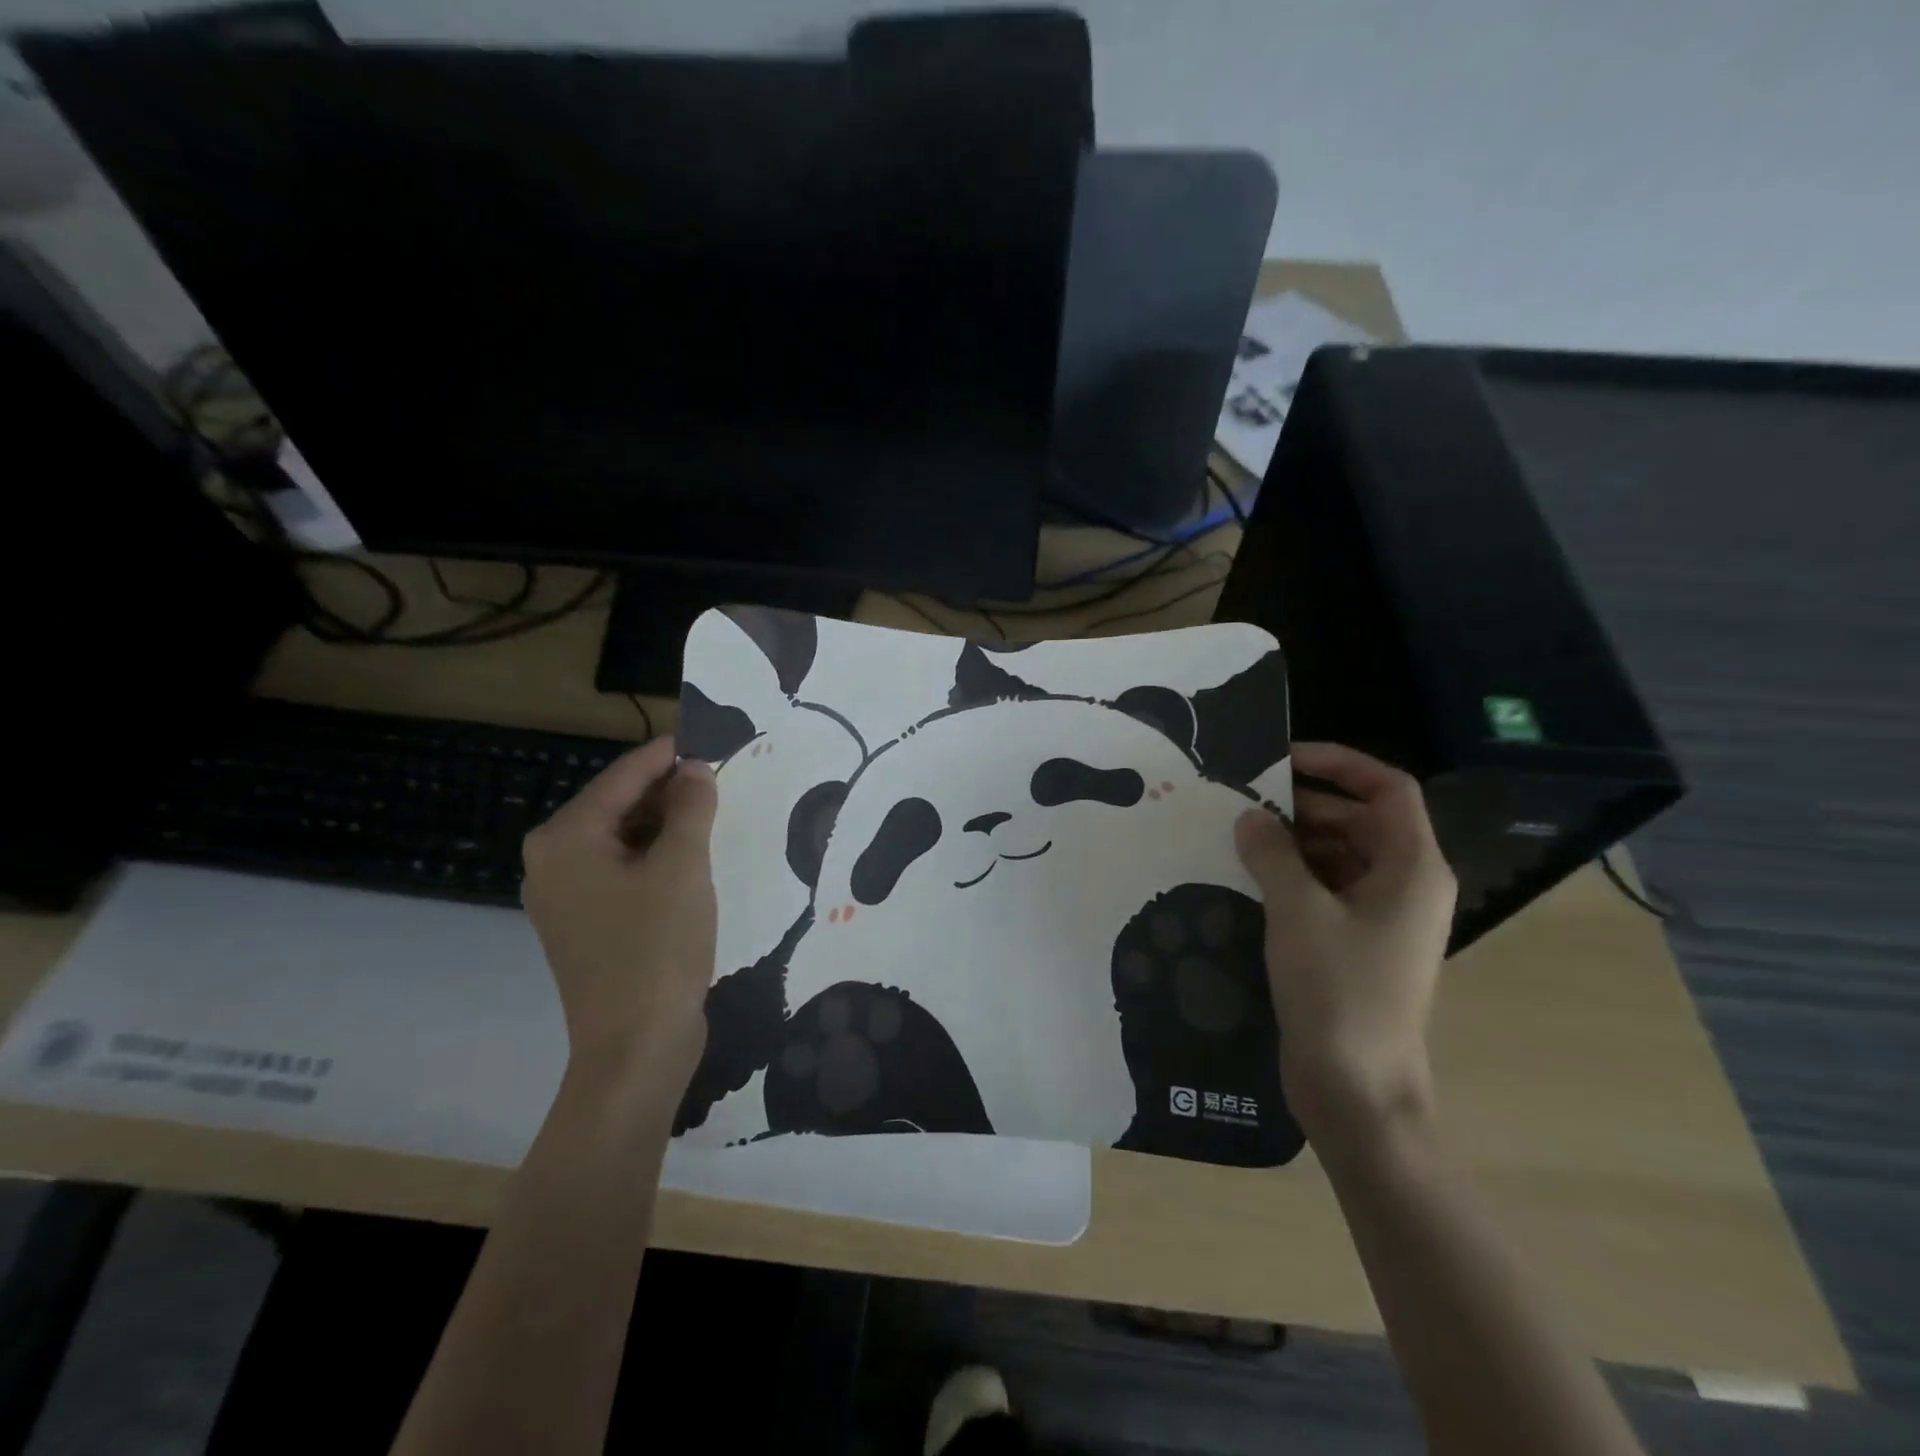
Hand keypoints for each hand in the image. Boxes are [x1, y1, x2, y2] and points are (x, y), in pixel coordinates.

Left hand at [521, 737, 717, 1097]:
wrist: (636, 1047)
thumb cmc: (656, 948)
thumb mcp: (683, 867)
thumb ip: (691, 807)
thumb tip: (695, 768)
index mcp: (566, 839)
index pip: (623, 776)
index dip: (669, 753)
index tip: (710, 733)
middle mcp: (555, 860)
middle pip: (620, 804)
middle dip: (670, 788)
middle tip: (721, 772)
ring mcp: (568, 895)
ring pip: (625, 838)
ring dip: (669, 822)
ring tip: (716, 808)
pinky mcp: (589, 923)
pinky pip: (626, 870)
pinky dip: (659, 855)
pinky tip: (696, 854)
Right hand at [1234, 742, 1456, 1148]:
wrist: (1356, 1088)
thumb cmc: (1339, 991)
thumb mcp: (1297, 911)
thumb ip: (1271, 853)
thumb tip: (1250, 816)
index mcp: (1412, 868)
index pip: (1388, 789)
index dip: (1340, 763)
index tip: (1283, 758)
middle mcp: (1404, 885)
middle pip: (1358, 819)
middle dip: (1303, 804)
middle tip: (1243, 800)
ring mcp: (1380, 917)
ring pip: (1338, 854)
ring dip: (1292, 840)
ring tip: (1237, 835)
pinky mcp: (1354, 943)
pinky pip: (1325, 889)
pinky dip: (1291, 875)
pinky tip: (1247, 876)